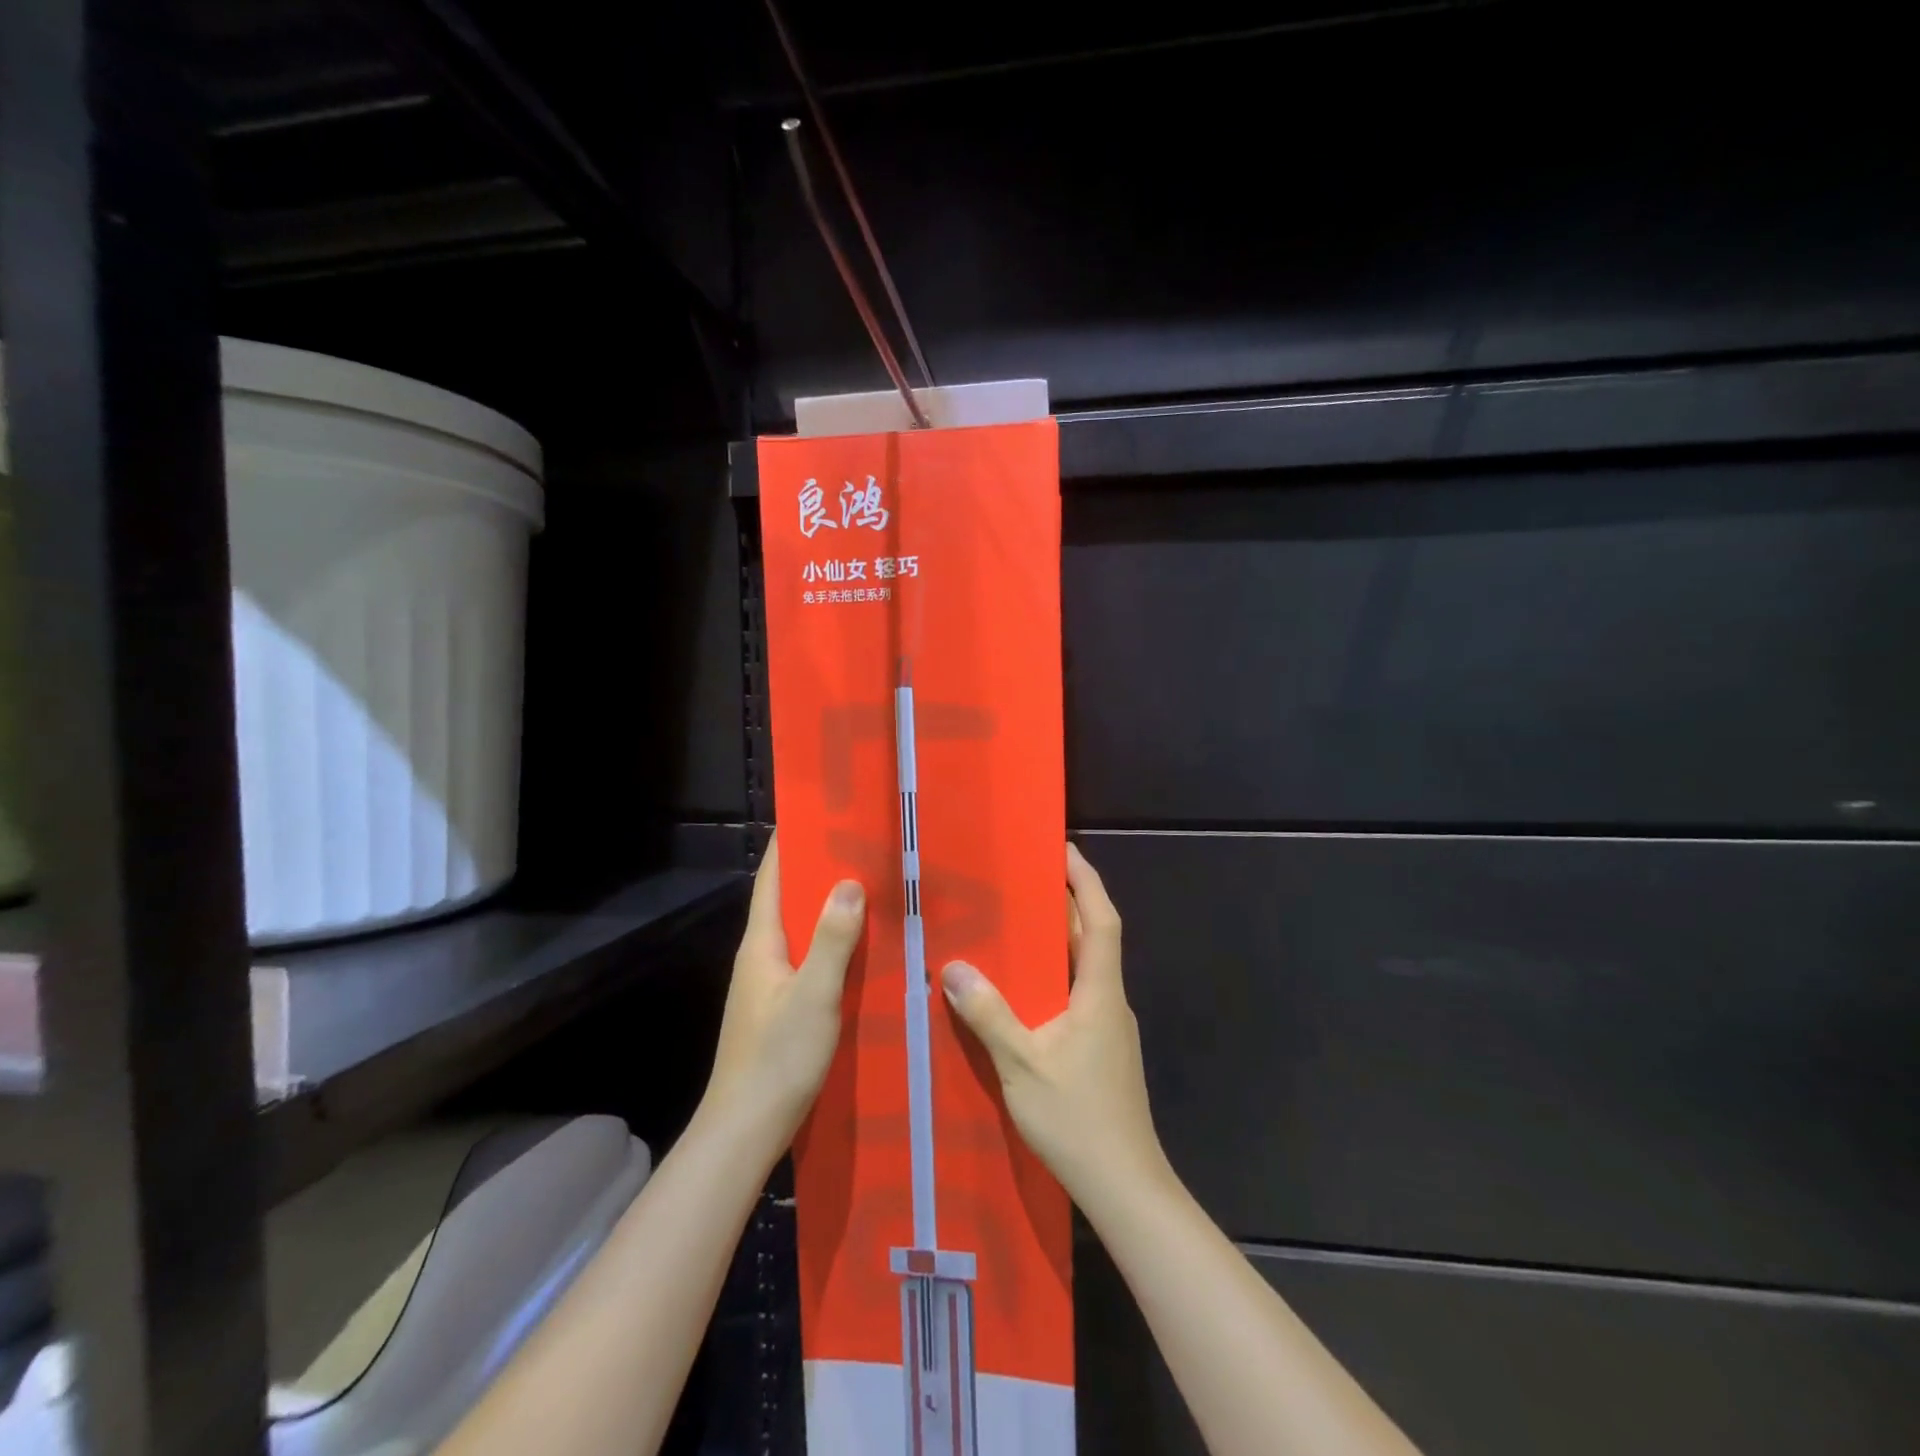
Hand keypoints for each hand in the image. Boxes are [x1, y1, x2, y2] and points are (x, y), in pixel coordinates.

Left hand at [701, 834, 865, 1153]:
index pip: (772, 878)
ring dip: (826, 910)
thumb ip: (832, 939)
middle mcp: (759, 957)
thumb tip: (848, 882)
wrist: (746, 1129)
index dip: (789, 843)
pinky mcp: (779, 1009)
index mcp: (761, 944)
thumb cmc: (777, 1056)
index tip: (817, 812)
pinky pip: (807, 960)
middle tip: (860, 848)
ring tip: (868, 889)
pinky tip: (860, 951)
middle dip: (817, 872)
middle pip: (786, 901)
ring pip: (799, 932)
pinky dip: (830, 945)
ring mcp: (767, 985)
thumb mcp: (814, 994)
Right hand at [942, 842, 1171, 1212]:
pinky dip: (1054, 976)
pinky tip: (1023, 990)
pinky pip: (1078, 994)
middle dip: (1066, 903)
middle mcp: (1109, 1002)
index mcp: (1099, 993)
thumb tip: (955, 967)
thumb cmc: (1078, 1120)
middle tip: (1027, 878)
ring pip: (1085, 969)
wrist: (1125, 1188)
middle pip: (1093, 939)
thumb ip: (990, 1015)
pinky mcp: (1102, 1051)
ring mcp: (1109, 1028)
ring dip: (1059, 940)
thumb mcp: (1023, 1066)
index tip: (1065, 850)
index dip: (1086, 881)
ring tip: (1017, 924)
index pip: (1101, 920)